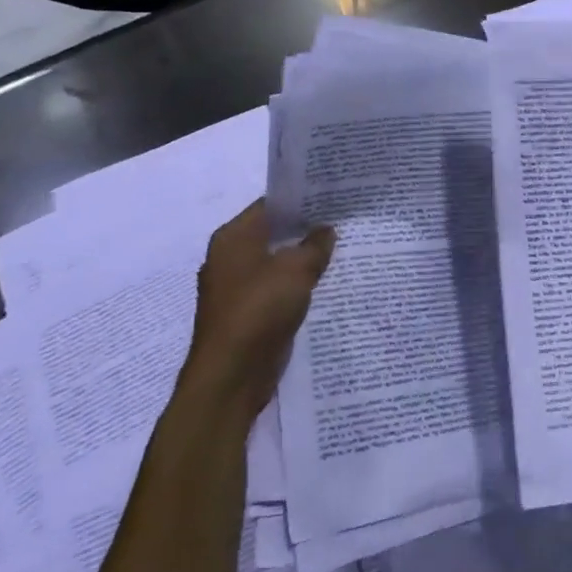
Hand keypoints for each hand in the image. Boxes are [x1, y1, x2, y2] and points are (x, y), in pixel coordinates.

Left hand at [179, 200, 334, 428]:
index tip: (332, 196)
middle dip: (304, 229)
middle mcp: (229, 258)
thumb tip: (325, 230)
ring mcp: (236, 288)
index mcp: (233, 238)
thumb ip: (314, 246)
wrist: (231, 375)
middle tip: (342, 221)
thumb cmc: (259, 310)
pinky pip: (275, 289)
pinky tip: (323, 284)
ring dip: (301, 259)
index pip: (269, 205)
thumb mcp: (296, 270)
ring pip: (275, 263)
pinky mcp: (246, 314)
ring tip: (339, 250)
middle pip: (272, 233)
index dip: (300, 199)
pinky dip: (295, 285)